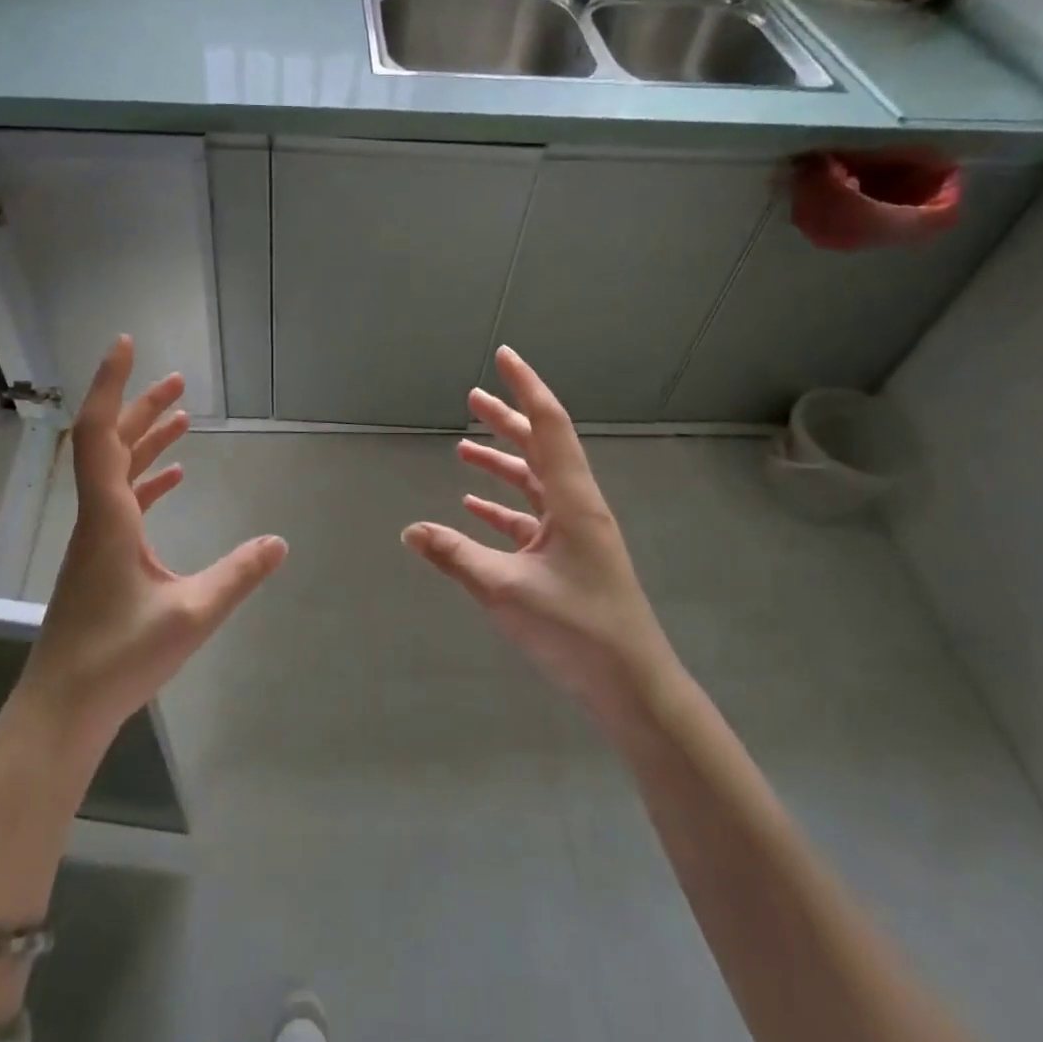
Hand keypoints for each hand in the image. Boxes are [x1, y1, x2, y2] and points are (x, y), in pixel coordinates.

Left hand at [18, 336, 287, 751]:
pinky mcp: (100, 560)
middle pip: (110, 444)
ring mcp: (96, 540)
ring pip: (116, 472)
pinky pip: (123, 502)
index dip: (112, 385)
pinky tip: (176, 478)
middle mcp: (96, 518)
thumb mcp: (191, 614)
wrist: (61, 711)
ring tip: (184, 416)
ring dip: (146, 440)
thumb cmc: (119, 658)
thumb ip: (238, 574)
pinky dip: (148, 481)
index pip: (99, 433)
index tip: (127, 345)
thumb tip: (280, 541)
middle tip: (178, 380)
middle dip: (141, 406)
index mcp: (108, 518)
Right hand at [402, 346, 677, 723]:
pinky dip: (503, 507)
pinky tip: (473, 508)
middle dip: (506, 420)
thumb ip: (456, 556)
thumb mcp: (507, 590)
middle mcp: (577, 506)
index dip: (525, 386)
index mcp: (573, 499)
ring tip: (462, 451)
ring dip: (501, 465)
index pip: (548, 425)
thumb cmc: (577, 629)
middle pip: (541, 448)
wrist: (632, 686)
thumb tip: (410, 530)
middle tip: (472, 398)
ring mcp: (575, 533)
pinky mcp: (568, 559)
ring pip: (534, 483)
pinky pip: (530, 519)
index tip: (504, 356)